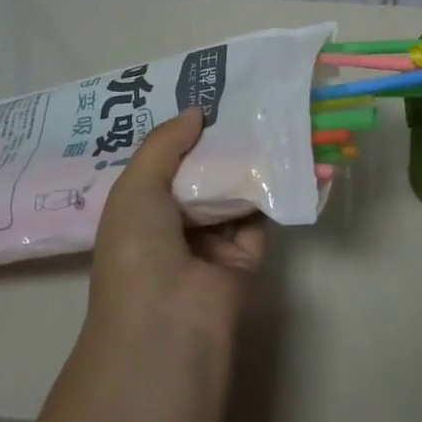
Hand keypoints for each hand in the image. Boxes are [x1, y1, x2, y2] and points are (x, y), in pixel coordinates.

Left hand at [87, 109, 265, 355]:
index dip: (180, 134)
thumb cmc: (137, 251)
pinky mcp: (246, 256)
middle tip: (244, 99)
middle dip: (219, 143)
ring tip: (269, 116)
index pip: (163, 165)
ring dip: (248, 162)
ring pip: (233, 192)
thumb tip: (197, 111)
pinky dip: (273, 189)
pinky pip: (261, 215)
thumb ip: (164, 144)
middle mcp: (174, 226)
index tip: (205, 98)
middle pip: (201, 176)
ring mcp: (212, 243)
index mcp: (140, 212)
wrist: (168, 323)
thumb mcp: (135, 188)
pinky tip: (285, 153)